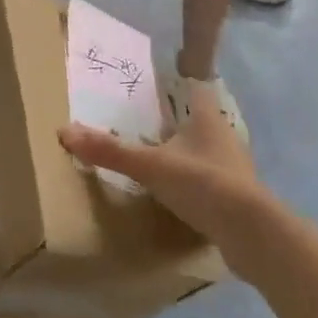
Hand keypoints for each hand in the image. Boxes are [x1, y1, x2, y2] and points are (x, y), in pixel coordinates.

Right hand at [57, 99, 269, 261]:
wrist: (252, 234)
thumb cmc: (202, 183)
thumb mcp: (150, 166)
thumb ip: (110, 150)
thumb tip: (65, 131)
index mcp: (208, 119)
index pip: (196, 90)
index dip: (181, 84)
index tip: (163, 83)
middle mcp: (225, 137)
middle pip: (201, 122)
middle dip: (179, 122)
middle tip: (149, 123)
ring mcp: (235, 169)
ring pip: (207, 152)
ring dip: (188, 154)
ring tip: (159, 158)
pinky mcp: (239, 199)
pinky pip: (212, 182)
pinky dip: (196, 184)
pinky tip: (179, 195)